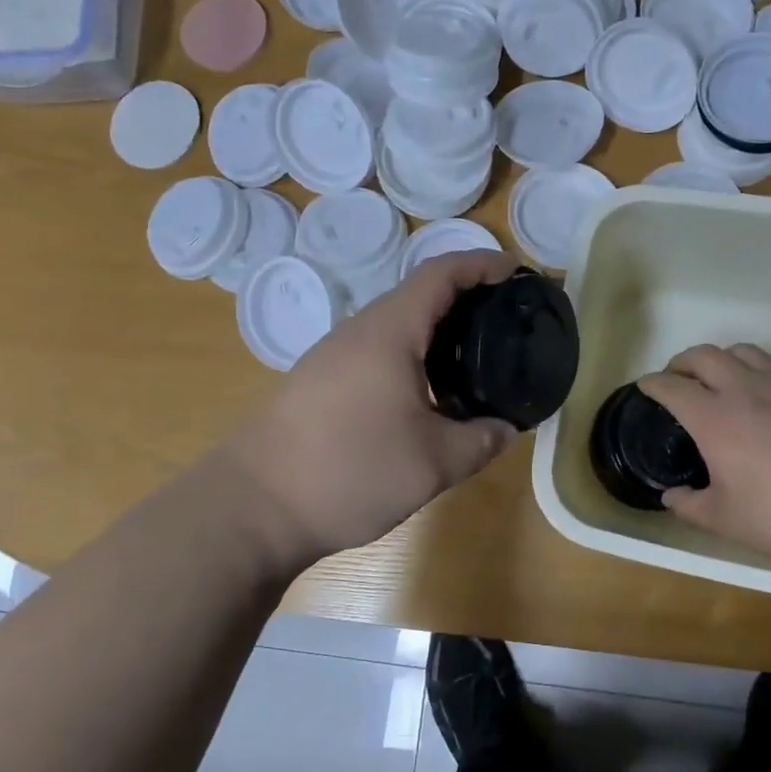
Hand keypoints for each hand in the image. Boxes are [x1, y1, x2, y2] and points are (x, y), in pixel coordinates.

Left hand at [226, 250, 521, 570]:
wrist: (252, 507)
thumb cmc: (349, 471)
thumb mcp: (432, 464)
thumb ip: (479, 441)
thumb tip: (505, 429)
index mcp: (389, 332)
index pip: (441, 273)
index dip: (482, 264)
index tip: (517, 272)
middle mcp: (359, 331)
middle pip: (419, 294)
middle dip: (467, 297)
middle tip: (508, 320)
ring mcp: (333, 356)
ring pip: (397, 325)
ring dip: (438, 329)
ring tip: (476, 356)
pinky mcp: (320, 382)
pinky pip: (378, 351)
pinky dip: (414, 355)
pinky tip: (428, 392)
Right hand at [639, 344, 770, 565]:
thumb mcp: (725, 520)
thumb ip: (689, 506)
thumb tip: (670, 497)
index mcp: (713, 418)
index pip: (671, 387)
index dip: (653, 383)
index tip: (645, 386)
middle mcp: (742, 389)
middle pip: (703, 355)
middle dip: (682, 361)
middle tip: (677, 376)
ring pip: (742, 351)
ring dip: (721, 358)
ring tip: (720, 375)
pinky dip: (759, 367)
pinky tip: (765, 386)